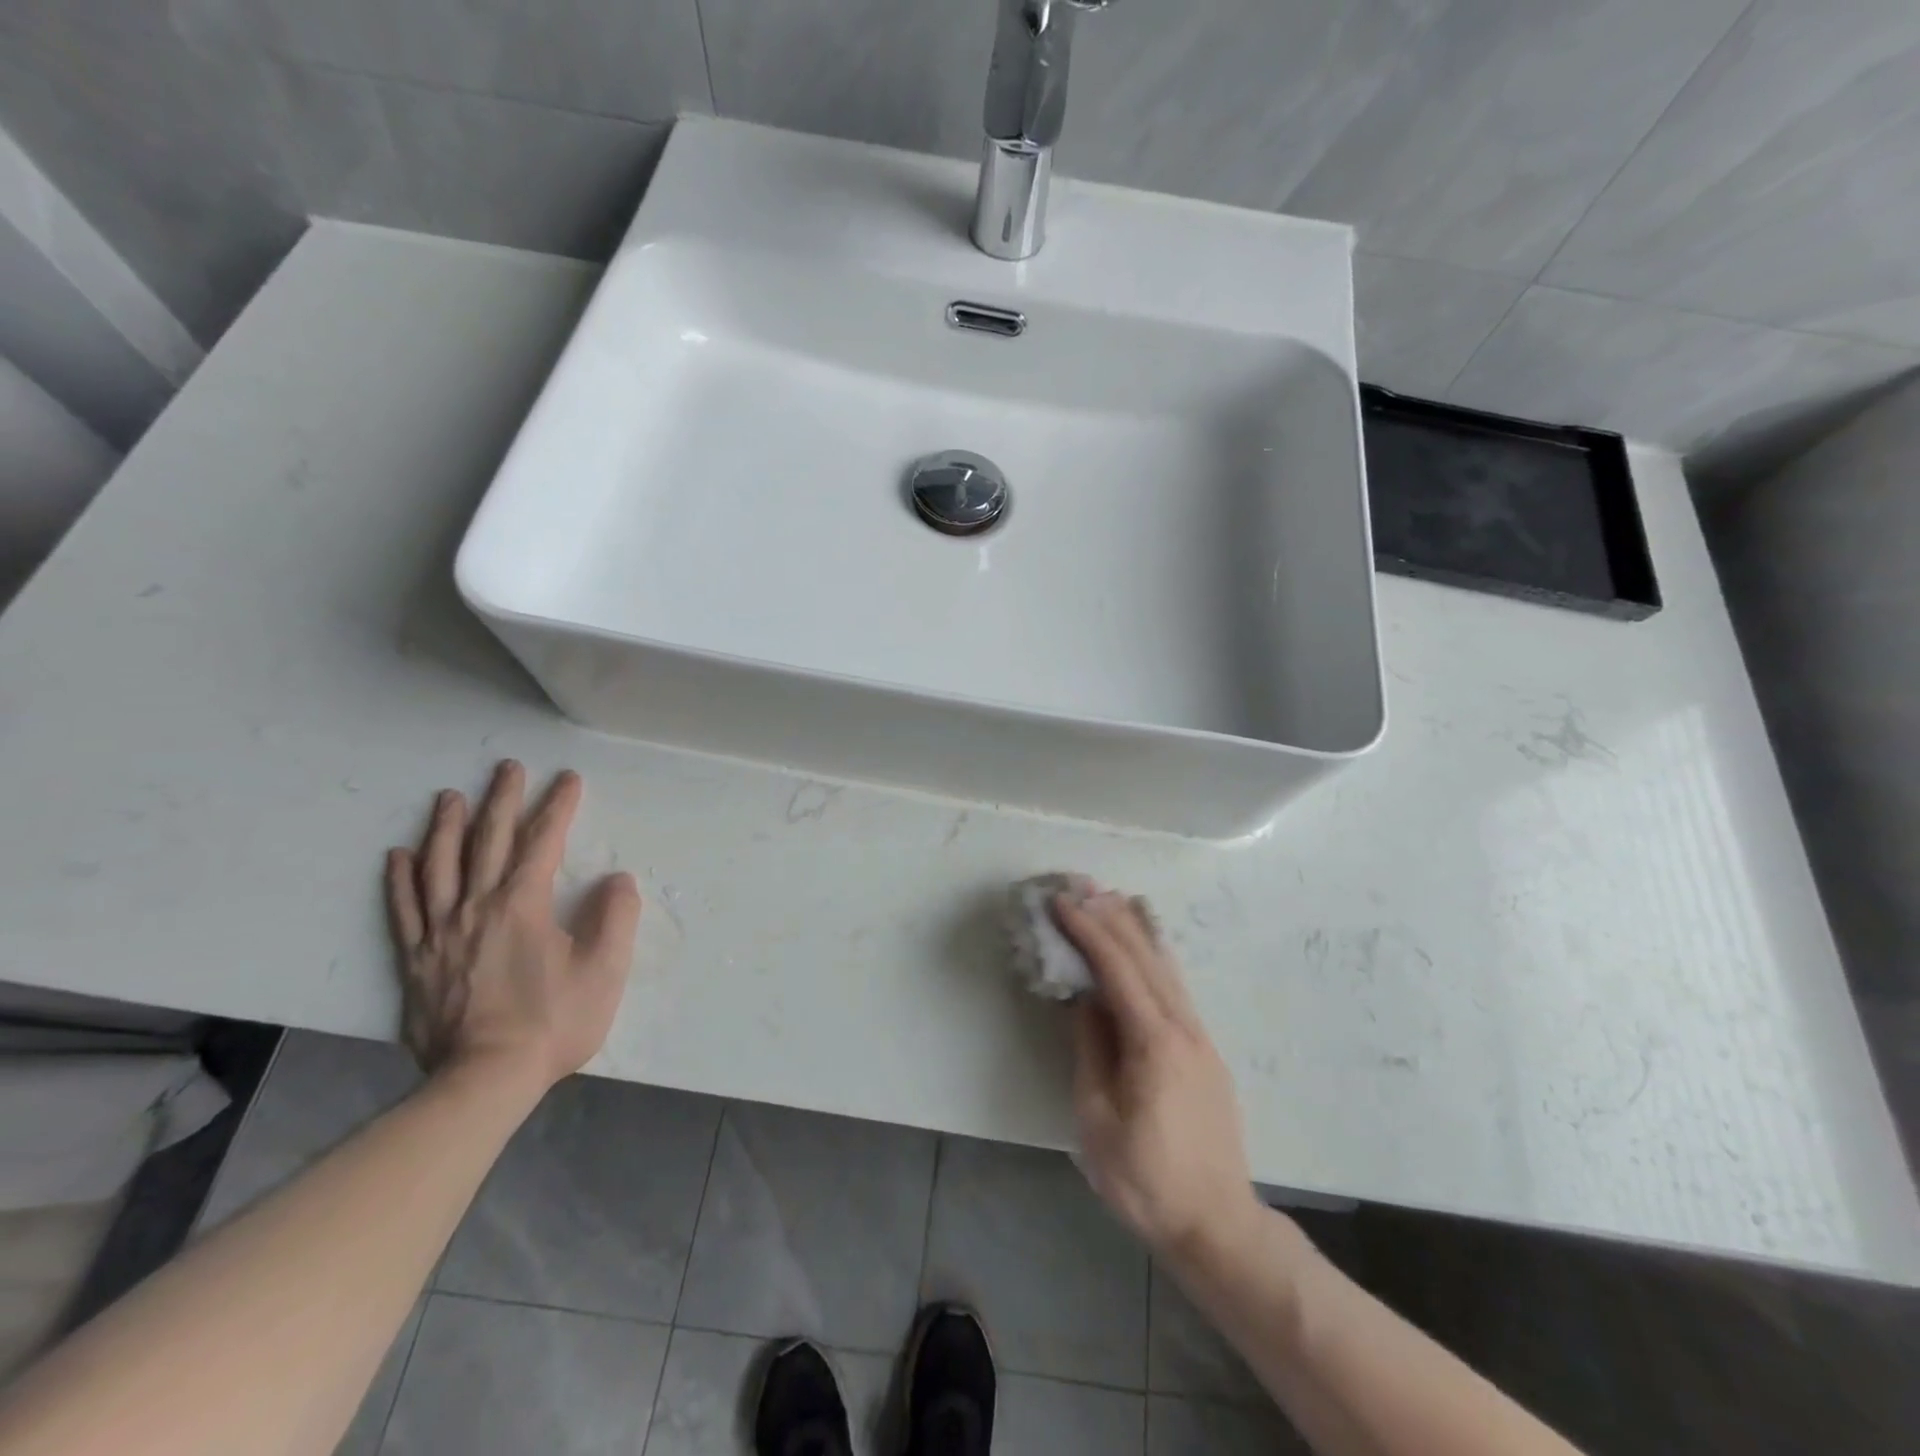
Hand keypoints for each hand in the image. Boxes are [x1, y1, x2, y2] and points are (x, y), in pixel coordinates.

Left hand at [384, 761, 641, 1091]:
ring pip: (440, 866)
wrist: (484, 1080)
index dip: (558, 807)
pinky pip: (404, 909)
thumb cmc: (553, 1022)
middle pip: (488, 841)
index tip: (568, 779)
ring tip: (450, 797)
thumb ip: (616, 918)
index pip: (543, 843)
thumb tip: (617, 879)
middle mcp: (477, 907)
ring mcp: (441, 932)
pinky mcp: (417, 960)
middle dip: (503, 801)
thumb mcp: (605, 971)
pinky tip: (399, 855)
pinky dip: (401, 879)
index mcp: (523, 905)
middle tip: (509, 768)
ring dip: (446, 827)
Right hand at [1054, 889, 1263, 1263]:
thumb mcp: (1097, 1119)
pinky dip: (1152, 954)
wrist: (1216, 1224)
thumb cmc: (1146, 1179)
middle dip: (1110, 915)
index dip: (1087, 930)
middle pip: (1144, 956)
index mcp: (1154, 1041)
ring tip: (1109, 898)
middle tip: (1080, 884)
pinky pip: (1174, 985)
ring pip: (1165, 966)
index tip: (1060, 901)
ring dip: (1134, 928)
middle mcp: (1183, 1026)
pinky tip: (1143, 945)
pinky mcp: (1204, 1050)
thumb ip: (1091, 1050)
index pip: (1116, 968)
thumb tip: (1084, 999)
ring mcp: (1199, 1036)